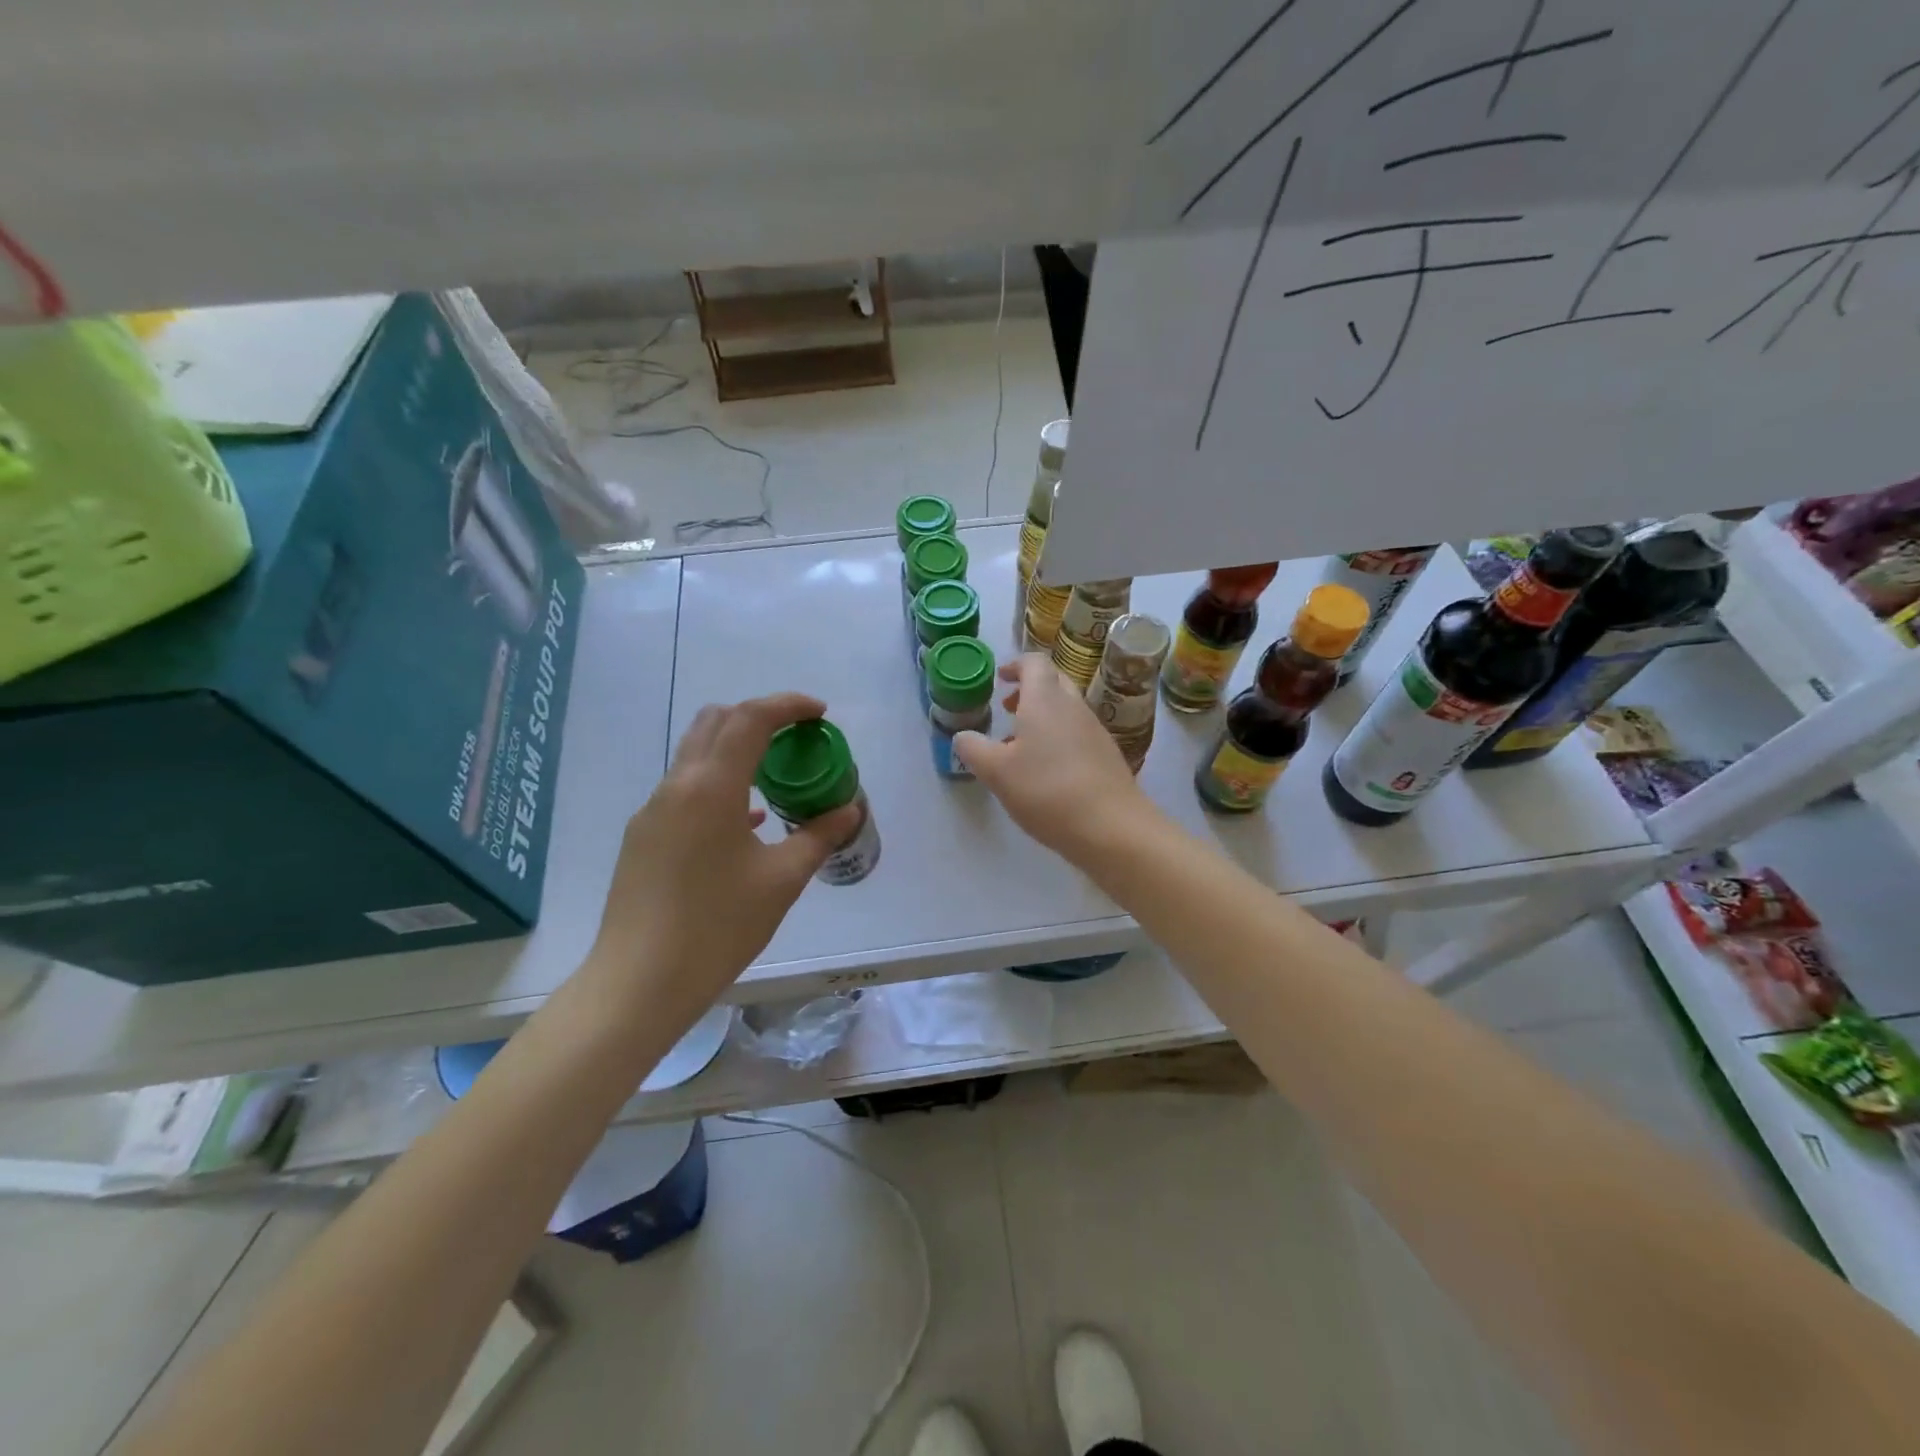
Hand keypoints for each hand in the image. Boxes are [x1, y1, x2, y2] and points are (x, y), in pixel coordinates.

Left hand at [587, 693, 860, 1020]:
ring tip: (777, 777)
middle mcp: (676, 786)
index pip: (749, 718)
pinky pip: (686, 790)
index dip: (787, 705)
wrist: (638, 983)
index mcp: (711, 788)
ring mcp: (653, 811)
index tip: (819, 714)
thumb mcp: (782, 881)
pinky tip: (746, 820)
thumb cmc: (717, 927)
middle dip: (759, 717)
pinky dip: (720, 783)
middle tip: (797, 738)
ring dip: (737, 749)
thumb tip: (848, 810)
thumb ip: (818, 836)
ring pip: (697, 754)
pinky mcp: (643, 837)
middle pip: (716, 722)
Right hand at [955, 653, 1155, 860]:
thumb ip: (974, 749)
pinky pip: (1078, 734)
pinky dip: (1058, 738)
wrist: (1112, 827)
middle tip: (1007, 708)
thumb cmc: (1047, 791)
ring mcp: (1095, 731)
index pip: (1034, 663)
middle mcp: (1074, 707)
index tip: (1000, 678)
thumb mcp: (996, 772)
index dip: (1016, 665)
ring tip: (1020, 746)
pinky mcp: (1107, 756)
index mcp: (1045, 700)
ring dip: (1042, 717)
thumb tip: (963, 736)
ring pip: (1066, 710)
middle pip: (1054, 682)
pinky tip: (1046, 771)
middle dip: (1029, 689)